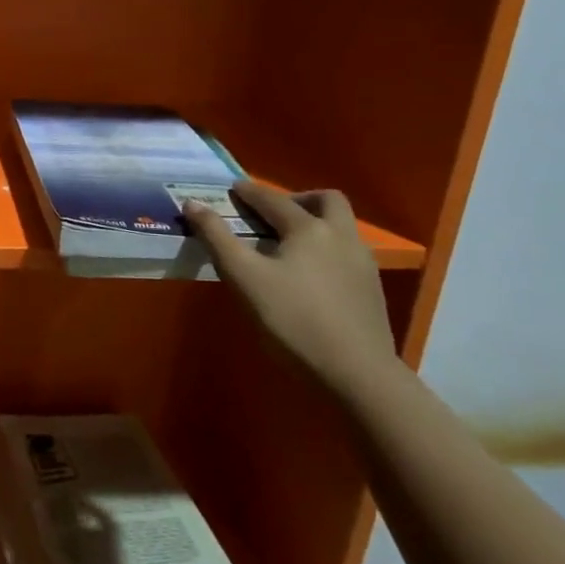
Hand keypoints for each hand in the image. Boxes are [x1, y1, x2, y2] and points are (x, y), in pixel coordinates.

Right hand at [184, 182, 397, 395]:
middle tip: (271, 214)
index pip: (273, 200)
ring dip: (315, 224)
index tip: (233, 189)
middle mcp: (342, 237)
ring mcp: (363, 264)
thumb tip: (193, 203)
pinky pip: (346, 254)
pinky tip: (309, 275)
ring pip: (341, 228)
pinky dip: (325, 250)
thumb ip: (217, 237)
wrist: (355, 374)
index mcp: (309, 229)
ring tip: (286, 245)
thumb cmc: (292, 319)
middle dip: (297, 199)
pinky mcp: (371, 291)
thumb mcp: (243, 277)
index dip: (250, 192)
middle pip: (326, 201)